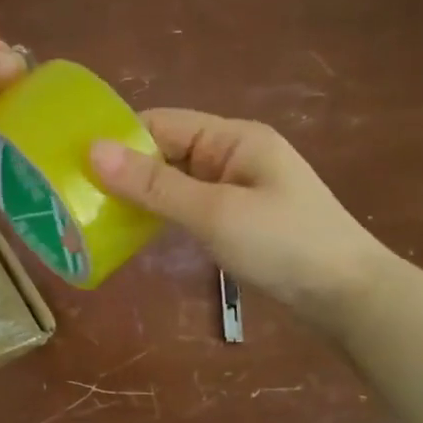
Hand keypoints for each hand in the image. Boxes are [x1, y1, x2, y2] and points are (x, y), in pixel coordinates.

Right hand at [89, 109, 394, 321]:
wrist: (350, 298)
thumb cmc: (284, 245)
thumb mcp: (214, 212)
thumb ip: (153, 184)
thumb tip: (93, 151)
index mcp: (232, 138)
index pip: (161, 123)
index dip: (118, 139)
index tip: (72, 161)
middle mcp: (233, 155)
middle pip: (166, 151)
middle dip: (124, 170)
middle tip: (75, 194)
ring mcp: (237, 189)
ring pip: (175, 182)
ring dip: (140, 195)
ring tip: (94, 213)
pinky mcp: (239, 220)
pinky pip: (189, 206)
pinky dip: (162, 215)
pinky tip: (134, 231)